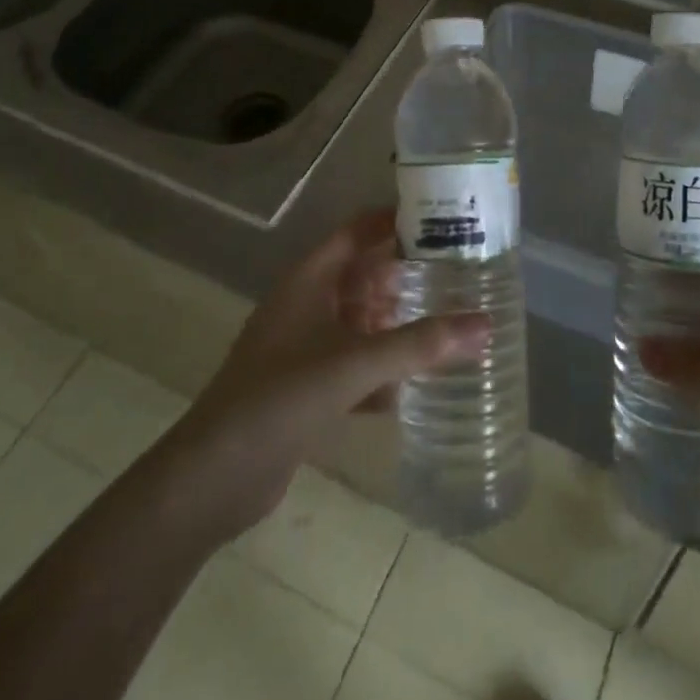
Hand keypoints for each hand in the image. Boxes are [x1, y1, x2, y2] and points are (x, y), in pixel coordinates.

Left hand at [172, 210, 487, 536]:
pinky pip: (353, 366)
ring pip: (360, 323)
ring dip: (397, 325)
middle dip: (406, 276)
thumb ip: (421, 344)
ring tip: (448, 325)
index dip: (396, 220)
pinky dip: (381, 372)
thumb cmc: (281, 397)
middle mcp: (306, 304)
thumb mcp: (355, 364)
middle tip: (459, 276)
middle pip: (363, 276)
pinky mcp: (305, 388)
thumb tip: (485, 325)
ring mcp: (303, 347)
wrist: (213, 478)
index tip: (443, 220)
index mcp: (310, 279)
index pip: (358, 230)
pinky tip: (415, 388)